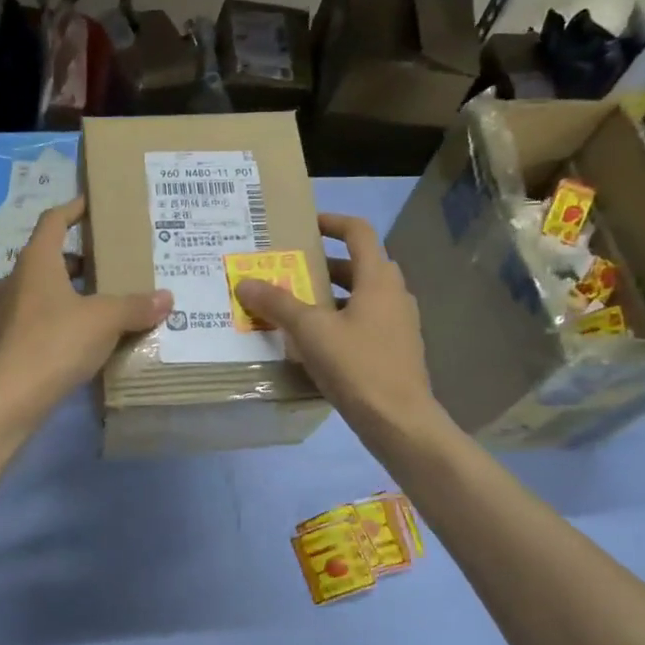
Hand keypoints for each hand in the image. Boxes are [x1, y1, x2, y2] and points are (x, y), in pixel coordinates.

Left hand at [0, 198, 172, 406]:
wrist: (10, 397)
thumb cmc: (57, 342)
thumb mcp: (105, 320)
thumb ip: (135, 306)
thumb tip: (167, 298)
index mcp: (36, 262)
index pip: (53, 221)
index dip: (73, 209)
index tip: (91, 204)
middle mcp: (15, 280)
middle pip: (47, 258)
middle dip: (77, 259)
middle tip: (107, 265)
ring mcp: (4, 313)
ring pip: (40, 291)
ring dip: (67, 292)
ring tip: (98, 304)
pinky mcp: (3, 343)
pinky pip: (34, 321)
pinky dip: (56, 321)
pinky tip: (78, 339)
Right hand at [234, 213, 441, 442]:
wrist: (400, 422)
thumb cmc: (358, 366)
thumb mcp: (311, 331)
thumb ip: (277, 303)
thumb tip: (244, 282)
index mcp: (378, 279)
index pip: (358, 232)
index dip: (332, 222)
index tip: (305, 225)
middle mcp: (393, 294)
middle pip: (357, 264)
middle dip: (322, 264)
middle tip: (289, 269)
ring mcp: (398, 324)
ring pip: (360, 296)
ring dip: (328, 295)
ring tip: (293, 306)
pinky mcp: (395, 350)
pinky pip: (364, 322)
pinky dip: (339, 321)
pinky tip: (313, 342)